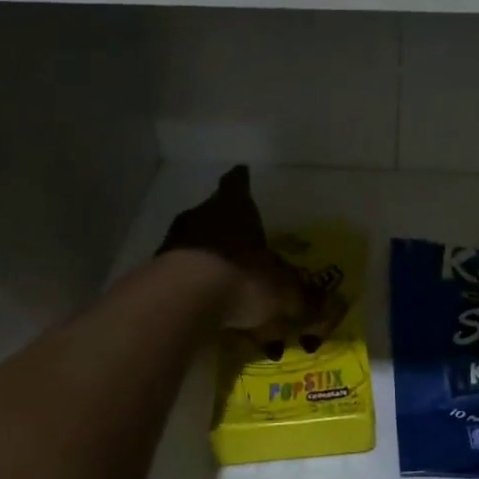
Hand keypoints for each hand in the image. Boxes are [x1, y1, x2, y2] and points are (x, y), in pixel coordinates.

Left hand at [157, 165, 311, 335]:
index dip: (241, 181)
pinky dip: (190, 284)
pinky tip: (203, 303)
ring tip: (223, 277)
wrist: (182, 300)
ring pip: (192, 242)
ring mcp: (172, 243)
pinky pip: (178, 274)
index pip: (237, 185)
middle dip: (225, 225)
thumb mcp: (283, 290)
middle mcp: (200, 216)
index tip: (241, 174)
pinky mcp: (153, 273)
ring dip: (205, 255)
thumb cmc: (242, 276)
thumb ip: (301, 295)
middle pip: (212, 212)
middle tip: (241, 239)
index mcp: (234, 207)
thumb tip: (325, 305)